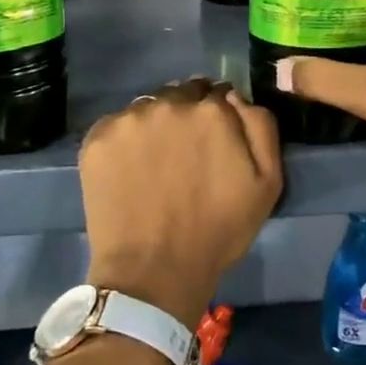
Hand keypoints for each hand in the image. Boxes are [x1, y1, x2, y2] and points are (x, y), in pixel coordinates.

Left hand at [79, 78, 282, 330]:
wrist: (154, 272)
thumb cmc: (218, 231)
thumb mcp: (268, 182)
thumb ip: (260, 126)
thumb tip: (236, 97)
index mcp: (213, 110)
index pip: (217, 93)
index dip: (218, 116)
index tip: (214, 142)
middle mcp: (169, 103)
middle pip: (181, 95)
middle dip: (186, 115)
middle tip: (184, 153)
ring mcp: (129, 119)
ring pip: (147, 108)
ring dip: (155, 125)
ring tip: (154, 163)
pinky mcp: (97, 138)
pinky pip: (116, 126)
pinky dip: (124, 141)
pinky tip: (129, 170)